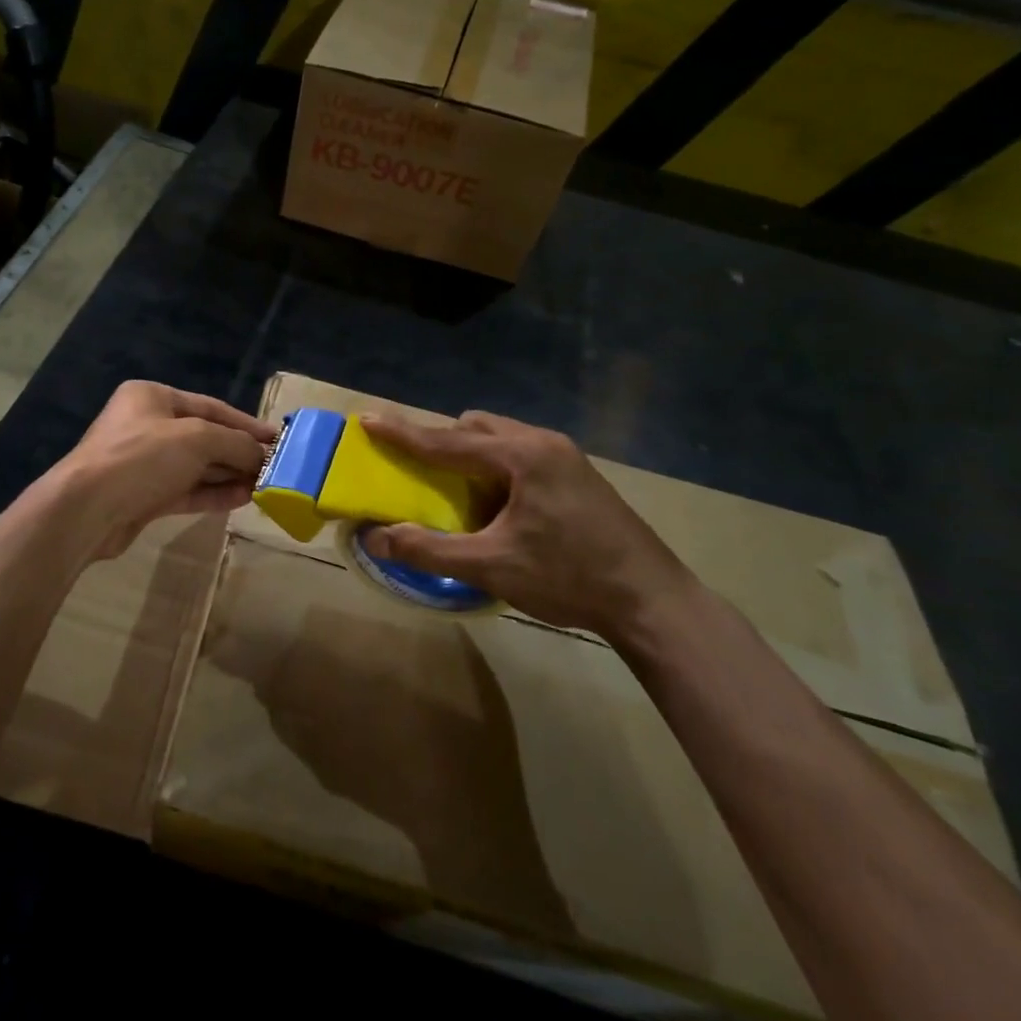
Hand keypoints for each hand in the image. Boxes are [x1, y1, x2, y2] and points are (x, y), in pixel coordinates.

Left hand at [59, 381, 275, 562]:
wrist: (86, 510)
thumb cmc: (142, 457)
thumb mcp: (197, 439)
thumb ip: (235, 443)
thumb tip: (262, 455)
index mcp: (152, 397)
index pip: (211, 407)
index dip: (246, 423)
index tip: (277, 438)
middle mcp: (147, 425)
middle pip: (205, 437)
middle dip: (239, 452)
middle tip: (274, 466)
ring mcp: (144, 463)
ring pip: (196, 466)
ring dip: (230, 474)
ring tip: (265, 485)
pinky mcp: (144, 496)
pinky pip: (187, 490)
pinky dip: (214, 493)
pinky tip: (243, 499)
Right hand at [358, 410, 693, 636]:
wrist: (652, 601)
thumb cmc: (569, 578)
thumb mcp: (492, 567)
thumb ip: (429, 550)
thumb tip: (375, 538)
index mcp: (520, 456)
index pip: (447, 440)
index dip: (403, 433)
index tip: (368, 419)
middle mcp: (542, 442)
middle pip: (475, 427)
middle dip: (441, 442)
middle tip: (419, 472)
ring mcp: (565, 455)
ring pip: (500, 437)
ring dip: (471, 455)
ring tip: (460, 493)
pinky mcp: (578, 473)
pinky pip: (521, 452)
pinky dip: (496, 467)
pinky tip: (499, 506)